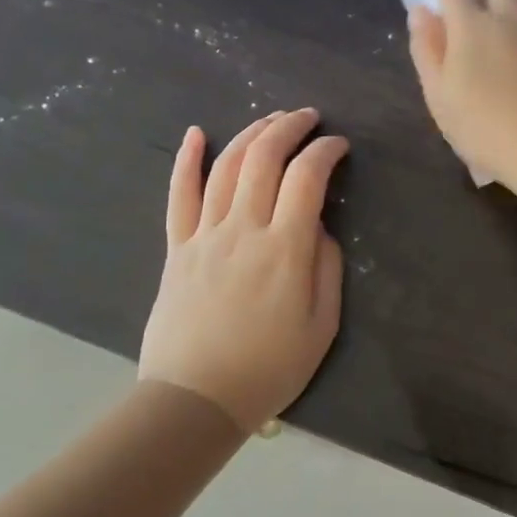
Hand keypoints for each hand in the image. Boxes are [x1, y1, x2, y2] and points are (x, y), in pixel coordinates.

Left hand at [138, 110, 347, 433]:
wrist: (196, 399)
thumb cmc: (269, 369)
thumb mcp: (322, 327)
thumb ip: (327, 269)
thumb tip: (319, 228)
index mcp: (285, 250)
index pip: (307, 178)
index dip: (325, 152)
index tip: (339, 146)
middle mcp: (243, 230)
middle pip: (264, 159)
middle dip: (289, 128)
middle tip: (308, 117)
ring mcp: (204, 236)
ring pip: (226, 167)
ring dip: (251, 134)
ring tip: (271, 120)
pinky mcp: (177, 248)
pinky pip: (179, 195)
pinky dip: (186, 160)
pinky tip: (197, 134)